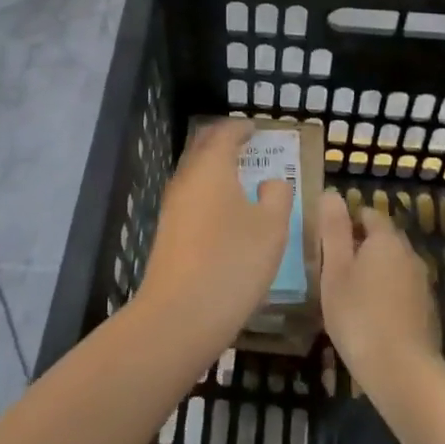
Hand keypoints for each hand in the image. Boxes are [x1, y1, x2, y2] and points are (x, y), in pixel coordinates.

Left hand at [138, 121, 293, 349]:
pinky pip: (191, 195)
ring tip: (239, 174)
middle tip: (245, 143)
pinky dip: (208, 190)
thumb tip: (270, 182)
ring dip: (214, 166)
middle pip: (202, 147)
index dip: (241, 127)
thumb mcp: (271, 228)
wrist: (179, 316)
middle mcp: (186, 179)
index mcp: (211, 167)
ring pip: (194, 172)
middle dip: (223, 140)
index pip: (224, 133)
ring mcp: (172, 206)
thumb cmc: (232, 263)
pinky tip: (224, 209)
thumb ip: (276, 196)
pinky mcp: (168, 232)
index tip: (255, 128)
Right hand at [317, 191, 439, 392]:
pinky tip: (370, 318)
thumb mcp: (335, 271)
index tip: (326, 241)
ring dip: (374, 273)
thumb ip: (333, 230)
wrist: (403, 373)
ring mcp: (422, 284)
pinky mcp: (427, 312)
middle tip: (332, 269)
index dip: (347, 221)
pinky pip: (402, 291)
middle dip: (360, 247)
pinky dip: (386, 295)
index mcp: (386, 240)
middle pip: (383, 239)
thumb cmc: (359, 316)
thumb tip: (331, 194)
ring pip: (393, 266)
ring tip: (348, 295)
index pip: (368, 214)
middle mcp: (409, 254)